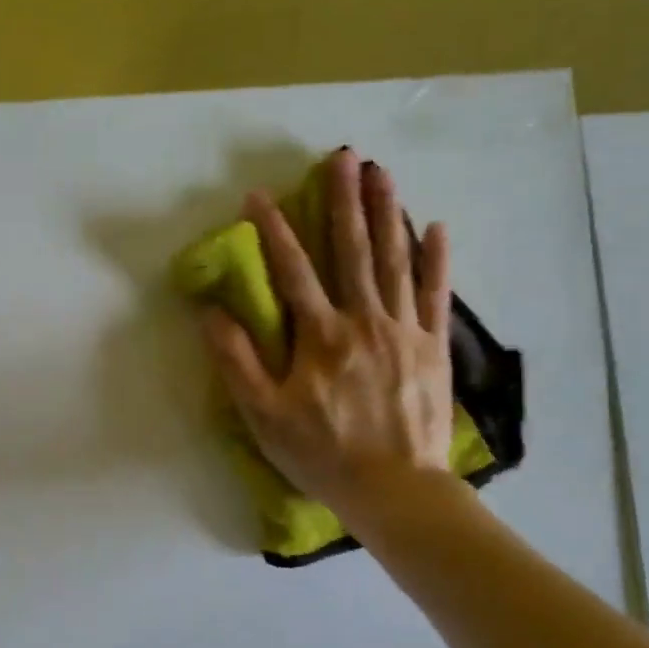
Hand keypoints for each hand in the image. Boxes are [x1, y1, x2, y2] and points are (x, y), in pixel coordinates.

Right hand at [202, 149, 456, 539]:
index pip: (292, 270)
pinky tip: (435, 227)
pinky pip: (437, 294)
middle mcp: (364, 320)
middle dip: (344, 201)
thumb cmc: (322, 454)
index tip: (259, 196)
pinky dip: (436, 260)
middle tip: (344, 157)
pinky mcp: (433, 347)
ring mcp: (404, 330)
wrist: (396, 489)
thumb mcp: (263, 415)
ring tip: (383, 173)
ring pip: (395, 261)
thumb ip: (237, 361)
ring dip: (388, 213)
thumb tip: (211, 313)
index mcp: (320, 335)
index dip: (273, 231)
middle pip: (352, 250)